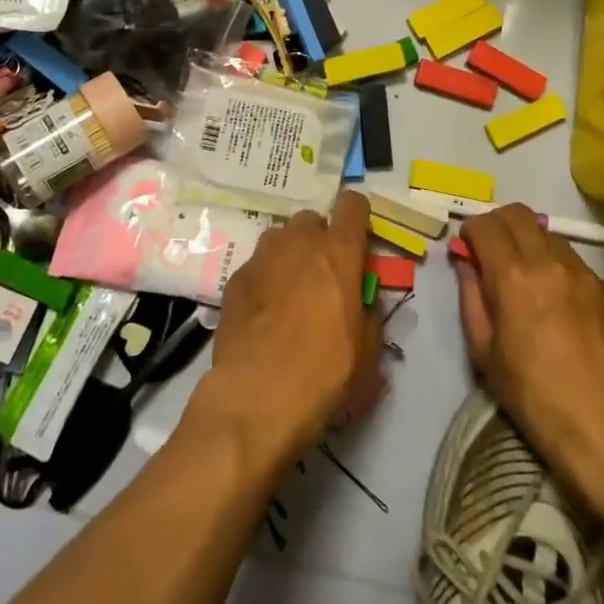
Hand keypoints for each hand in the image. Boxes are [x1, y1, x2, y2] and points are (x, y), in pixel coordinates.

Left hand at [201, 190, 378, 464]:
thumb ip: (369, 314)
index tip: (359, 235)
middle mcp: (298, 245)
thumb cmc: (323, 375)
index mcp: (338, 255)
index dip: (357, 214)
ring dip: (290, 252)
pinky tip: (264, 310)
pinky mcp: (234, 280)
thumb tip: (363, 301)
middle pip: (311, 219)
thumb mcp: (367, 352)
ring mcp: (262, 259)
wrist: (255, 398)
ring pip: (280, 237)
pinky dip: (265, 277)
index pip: (351, 205)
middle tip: (324, 273)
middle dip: (320, 238)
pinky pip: (256, 265)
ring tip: (292, 287)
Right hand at [456, 205, 603, 508]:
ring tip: (526, 278)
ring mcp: (586, 274)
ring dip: (529, 243)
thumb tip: (466, 263)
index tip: (467, 249)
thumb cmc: (533, 395)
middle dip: (498, 224)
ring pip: (549, 235)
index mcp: (514, 277)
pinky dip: (558, 269)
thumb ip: (471, 297)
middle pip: (519, 214)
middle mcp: (551, 263)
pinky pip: (576, 263)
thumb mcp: (484, 351)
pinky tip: (559, 304)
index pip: (486, 225)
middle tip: (491, 251)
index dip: (471, 231)